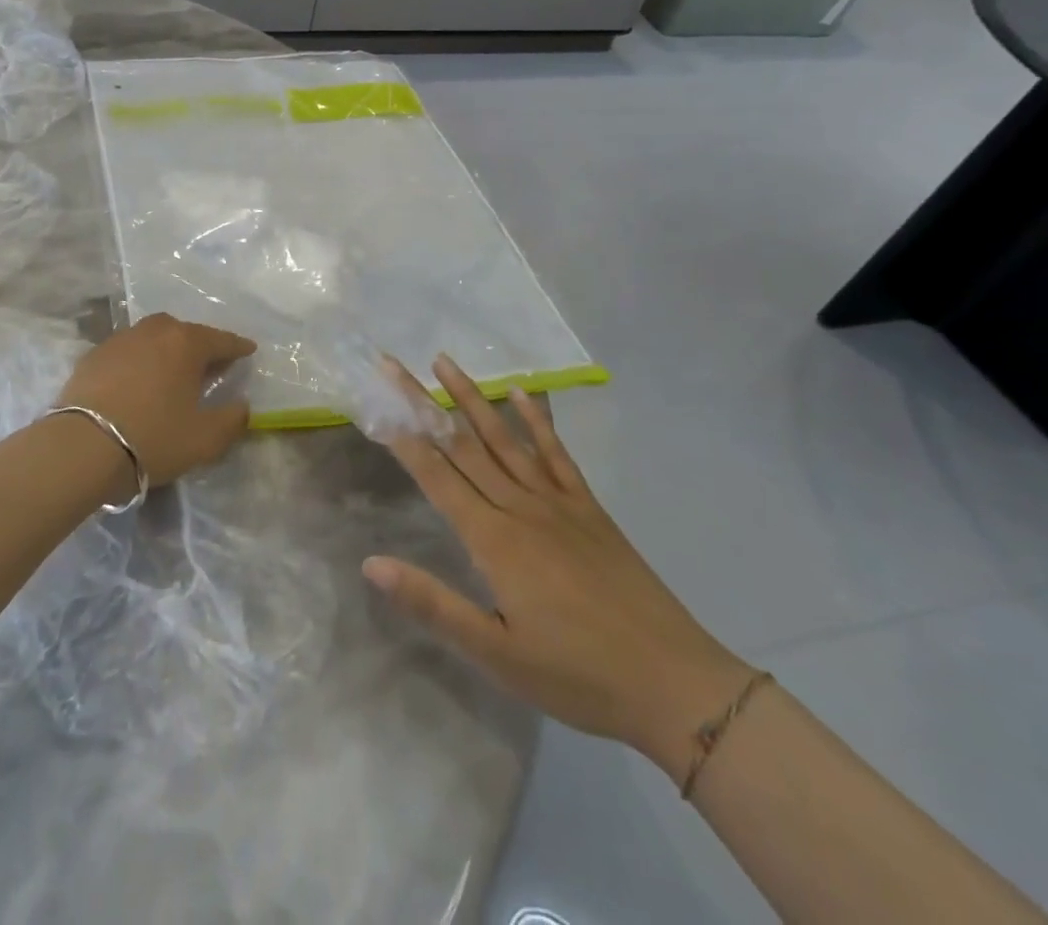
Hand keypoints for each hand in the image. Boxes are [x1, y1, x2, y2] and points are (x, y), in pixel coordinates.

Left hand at [55, 313, 255, 486]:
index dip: (238, 346)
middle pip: (184, 332)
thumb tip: (242, 405)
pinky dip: (139, 361)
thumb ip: (232, 420)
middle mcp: (154, 331)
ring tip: (171, 372)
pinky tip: (137, 381)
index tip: (249, 350)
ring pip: (152, 337)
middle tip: (208, 364)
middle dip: (199, 345)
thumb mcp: (205, 439)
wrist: (82, 446)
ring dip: (166, 350)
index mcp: (186, 343)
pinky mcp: (92, 356)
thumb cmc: (153, 438)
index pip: (221, 339)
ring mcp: (119, 340)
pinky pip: (126, 352)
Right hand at [362, 356, 754, 780]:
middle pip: (463, 445)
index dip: (404, 438)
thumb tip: (372, 562)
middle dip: (424, 403)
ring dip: (473, 398)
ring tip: (445, 362)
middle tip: (395, 365)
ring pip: (505, 439)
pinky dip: (538, 420)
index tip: (378, 402)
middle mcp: (520, 507)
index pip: (437, 476)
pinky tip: (522, 393)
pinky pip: (558, 454)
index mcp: (494, 540)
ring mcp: (558, 503)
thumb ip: (433, 604)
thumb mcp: (496, 654)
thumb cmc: (577, 675)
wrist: (675, 684)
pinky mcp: (589, 509)